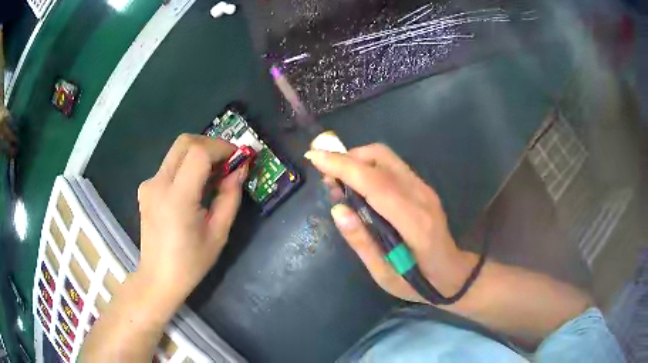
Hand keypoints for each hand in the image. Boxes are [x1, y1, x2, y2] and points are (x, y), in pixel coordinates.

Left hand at [136, 134, 246, 302]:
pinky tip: (194, 188)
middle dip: (210, 144)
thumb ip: (230, 197)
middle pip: (184, 142)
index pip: (198, 152)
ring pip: (177, 152)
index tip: (237, 158)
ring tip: (213, 177)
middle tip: (227, 162)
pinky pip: (170, 166)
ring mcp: (149, 184)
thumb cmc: (191, 262)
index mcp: (177, 198)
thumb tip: (239, 169)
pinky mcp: (146, 188)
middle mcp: (158, 184)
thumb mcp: (219, 233)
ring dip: (199, 155)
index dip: (221, 148)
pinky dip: (187, 167)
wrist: (158, 277)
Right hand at [305, 144, 475, 303]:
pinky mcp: (422, 187)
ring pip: (386, 157)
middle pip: (381, 158)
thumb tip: (337, 210)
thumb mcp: (384, 274)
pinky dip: (368, 166)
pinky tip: (358, 186)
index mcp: (413, 222)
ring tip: (338, 181)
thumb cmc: (416, 281)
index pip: (375, 183)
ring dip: (357, 160)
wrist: (450, 273)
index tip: (314, 157)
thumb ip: (362, 242)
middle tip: (326, 176)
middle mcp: (421, 196)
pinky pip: (391, 165)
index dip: (343, 167)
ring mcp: (424, 188)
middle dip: (347, 158)